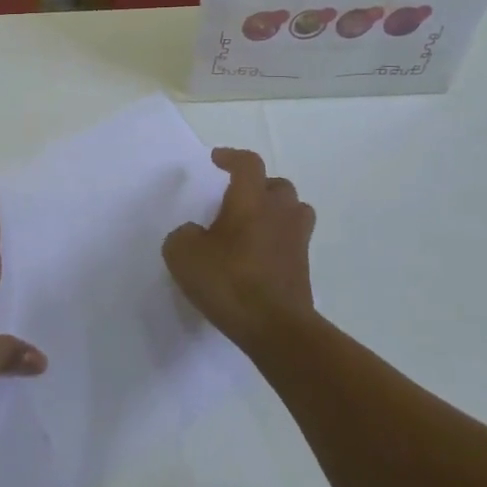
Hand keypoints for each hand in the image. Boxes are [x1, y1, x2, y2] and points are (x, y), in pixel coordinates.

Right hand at [163, 148, 316, 350]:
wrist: (276, 327)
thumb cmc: (229, 281)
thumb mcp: (183, 254)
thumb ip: (183, 235)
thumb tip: (195, 234)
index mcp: (251, 200)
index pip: (248, 164)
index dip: (232, 158)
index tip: (216, 160)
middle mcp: (279, 213)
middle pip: (277, 186)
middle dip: (258, 186)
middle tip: (237, 198)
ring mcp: (296, 241)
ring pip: (293, 211)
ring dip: (275, 212)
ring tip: (252, 225)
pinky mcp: (303, 269)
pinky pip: (292, 242)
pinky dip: (278, 242)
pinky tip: (257, 257)